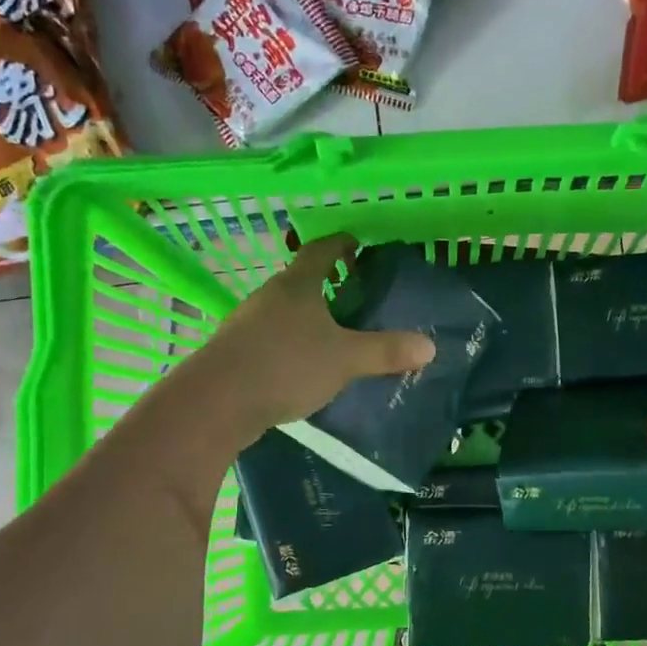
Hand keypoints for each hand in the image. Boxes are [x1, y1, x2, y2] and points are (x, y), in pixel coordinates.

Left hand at [195, 234, 435, 429]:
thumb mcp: (345, 359)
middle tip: (352, 295)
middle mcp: (268, 296)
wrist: (216, 401)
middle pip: (299, 280)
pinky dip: (288, 342)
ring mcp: (246, 323)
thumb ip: (385, 351)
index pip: (321, 250)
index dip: (340, 244)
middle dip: (325, 284)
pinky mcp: (234, 351)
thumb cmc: (286, 365)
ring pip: (282, 310)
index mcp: (297, 285)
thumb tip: (429, 346)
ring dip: (304, 316)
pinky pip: (268, 337)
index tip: (356, 244)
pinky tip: (299, 366)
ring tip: (329, 334)